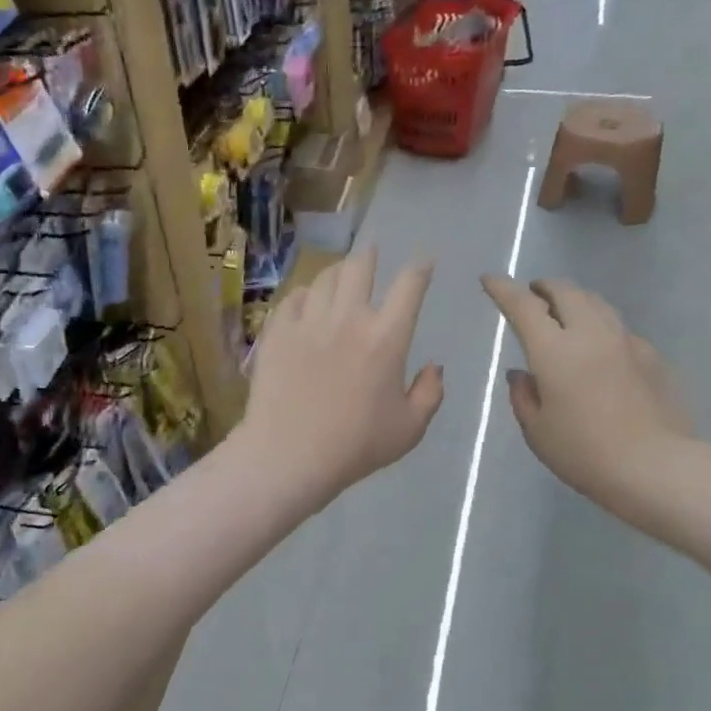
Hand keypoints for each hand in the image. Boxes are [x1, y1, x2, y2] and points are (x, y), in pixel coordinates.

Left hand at [241, 248, 444, 504]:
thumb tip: (434, 367)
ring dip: (338, 272)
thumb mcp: (409, 429)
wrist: (288, 454)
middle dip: (371, 256)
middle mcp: (348, 317)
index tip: (423, 262)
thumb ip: (430, 393)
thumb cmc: (355, 446)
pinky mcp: (277, 331)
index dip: (420, 267)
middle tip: (372, 255)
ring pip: (325, 277)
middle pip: (361, 266)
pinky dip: (306, 295)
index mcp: (386, 337)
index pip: (409, 285)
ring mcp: (308, 321)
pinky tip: (307, 303)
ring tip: (340, 276)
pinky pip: (294, 297)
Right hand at [482, 274, 704, 529]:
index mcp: (554, 351)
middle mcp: (591, 334)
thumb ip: (523, 396)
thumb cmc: (585, 453)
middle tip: (532, 295)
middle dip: (543, 287)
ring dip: (574, 300)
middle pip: (566, 292)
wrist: (657, 467)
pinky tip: (598, 349)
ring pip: (596, 303)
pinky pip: (618, 328)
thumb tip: (521, 374)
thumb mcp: (538, 431)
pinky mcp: (651, 356)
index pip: (523, 306)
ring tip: (563, 313)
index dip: (503, 289)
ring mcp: (626, 341)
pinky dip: (599, 326)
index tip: (490, 279)